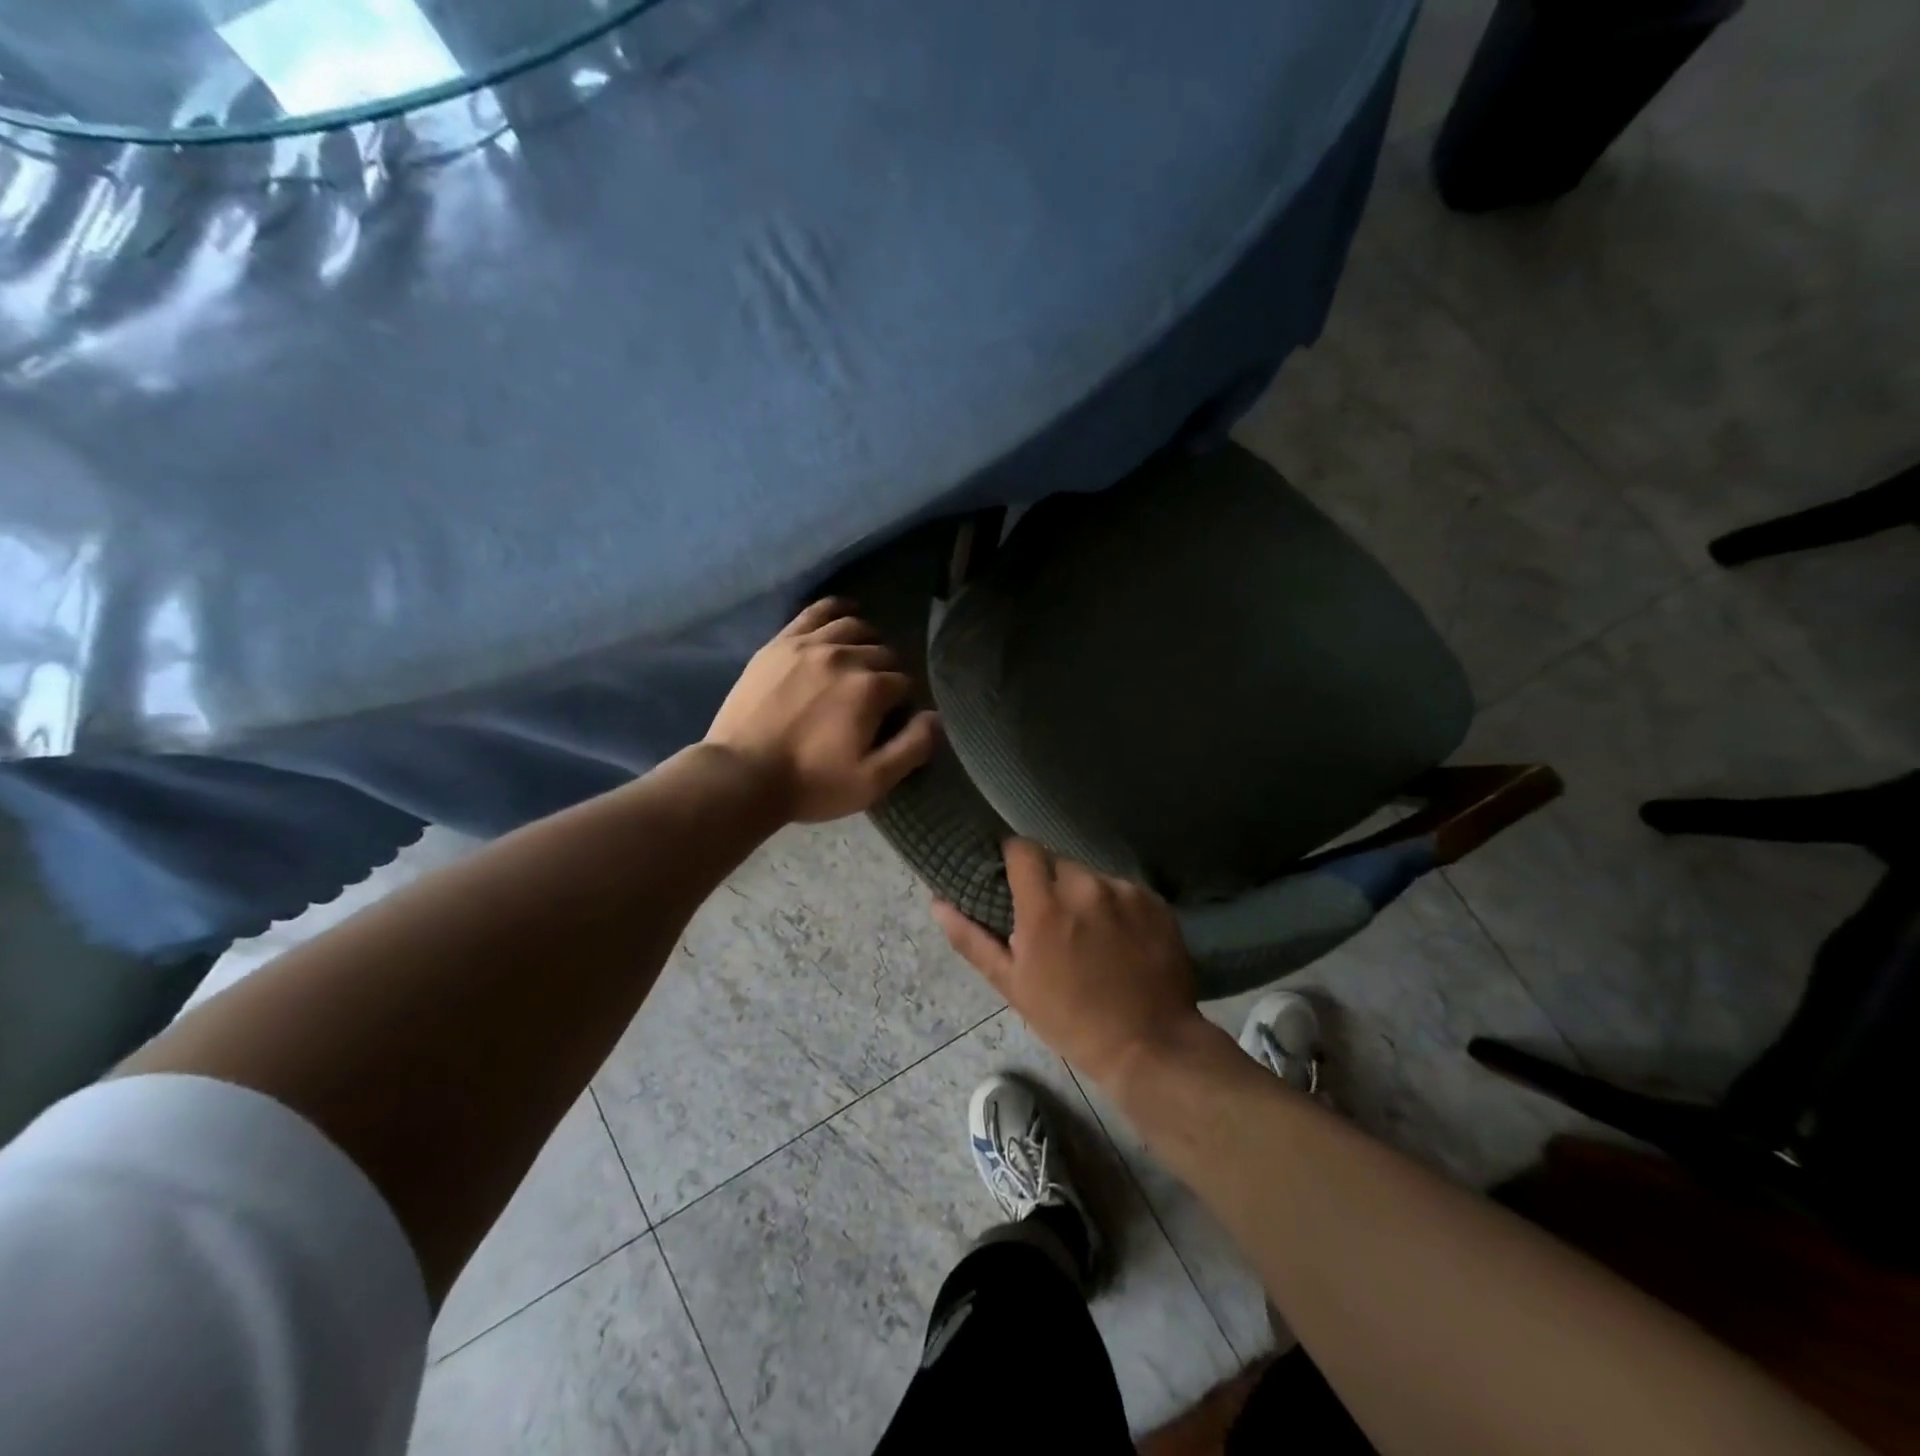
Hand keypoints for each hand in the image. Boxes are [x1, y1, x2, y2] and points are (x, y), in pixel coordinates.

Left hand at [706, 598, 940, 822]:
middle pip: (883, 652)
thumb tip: (936, 716)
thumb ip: (912, 747)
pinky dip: (836, 610)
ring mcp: (809, 644)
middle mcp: (845, 656)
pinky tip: (844, 616)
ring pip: (854, 627)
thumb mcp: (872, 781)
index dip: (902, 702)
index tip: (889, 720)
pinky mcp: (780, 643)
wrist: (742, 776)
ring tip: (861, 661)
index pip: (904, 681)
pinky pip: (817, 612)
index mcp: (870, 688)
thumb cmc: (812, 783)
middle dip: (886, 672)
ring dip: (867, 642)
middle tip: (873, 699)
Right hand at [931, 839, 1206, 1086]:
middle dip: (1048, 883)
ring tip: (1088, 933)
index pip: (1021, 849)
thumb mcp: (1013, 985)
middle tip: (1050, 919)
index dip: (1012, 858)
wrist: (1150, 1045)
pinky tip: (1120, 939)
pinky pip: (1122, 890)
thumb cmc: (1070, 1020)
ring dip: (1083, 894)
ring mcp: (1125, 891)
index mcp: (1045, 906)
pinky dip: (1115, 906)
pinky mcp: (1154, 901)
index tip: (1010, 878)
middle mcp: (1086, 886)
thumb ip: (972, 939)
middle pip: (1056, 862)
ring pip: (1091, 875)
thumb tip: (938, 903)